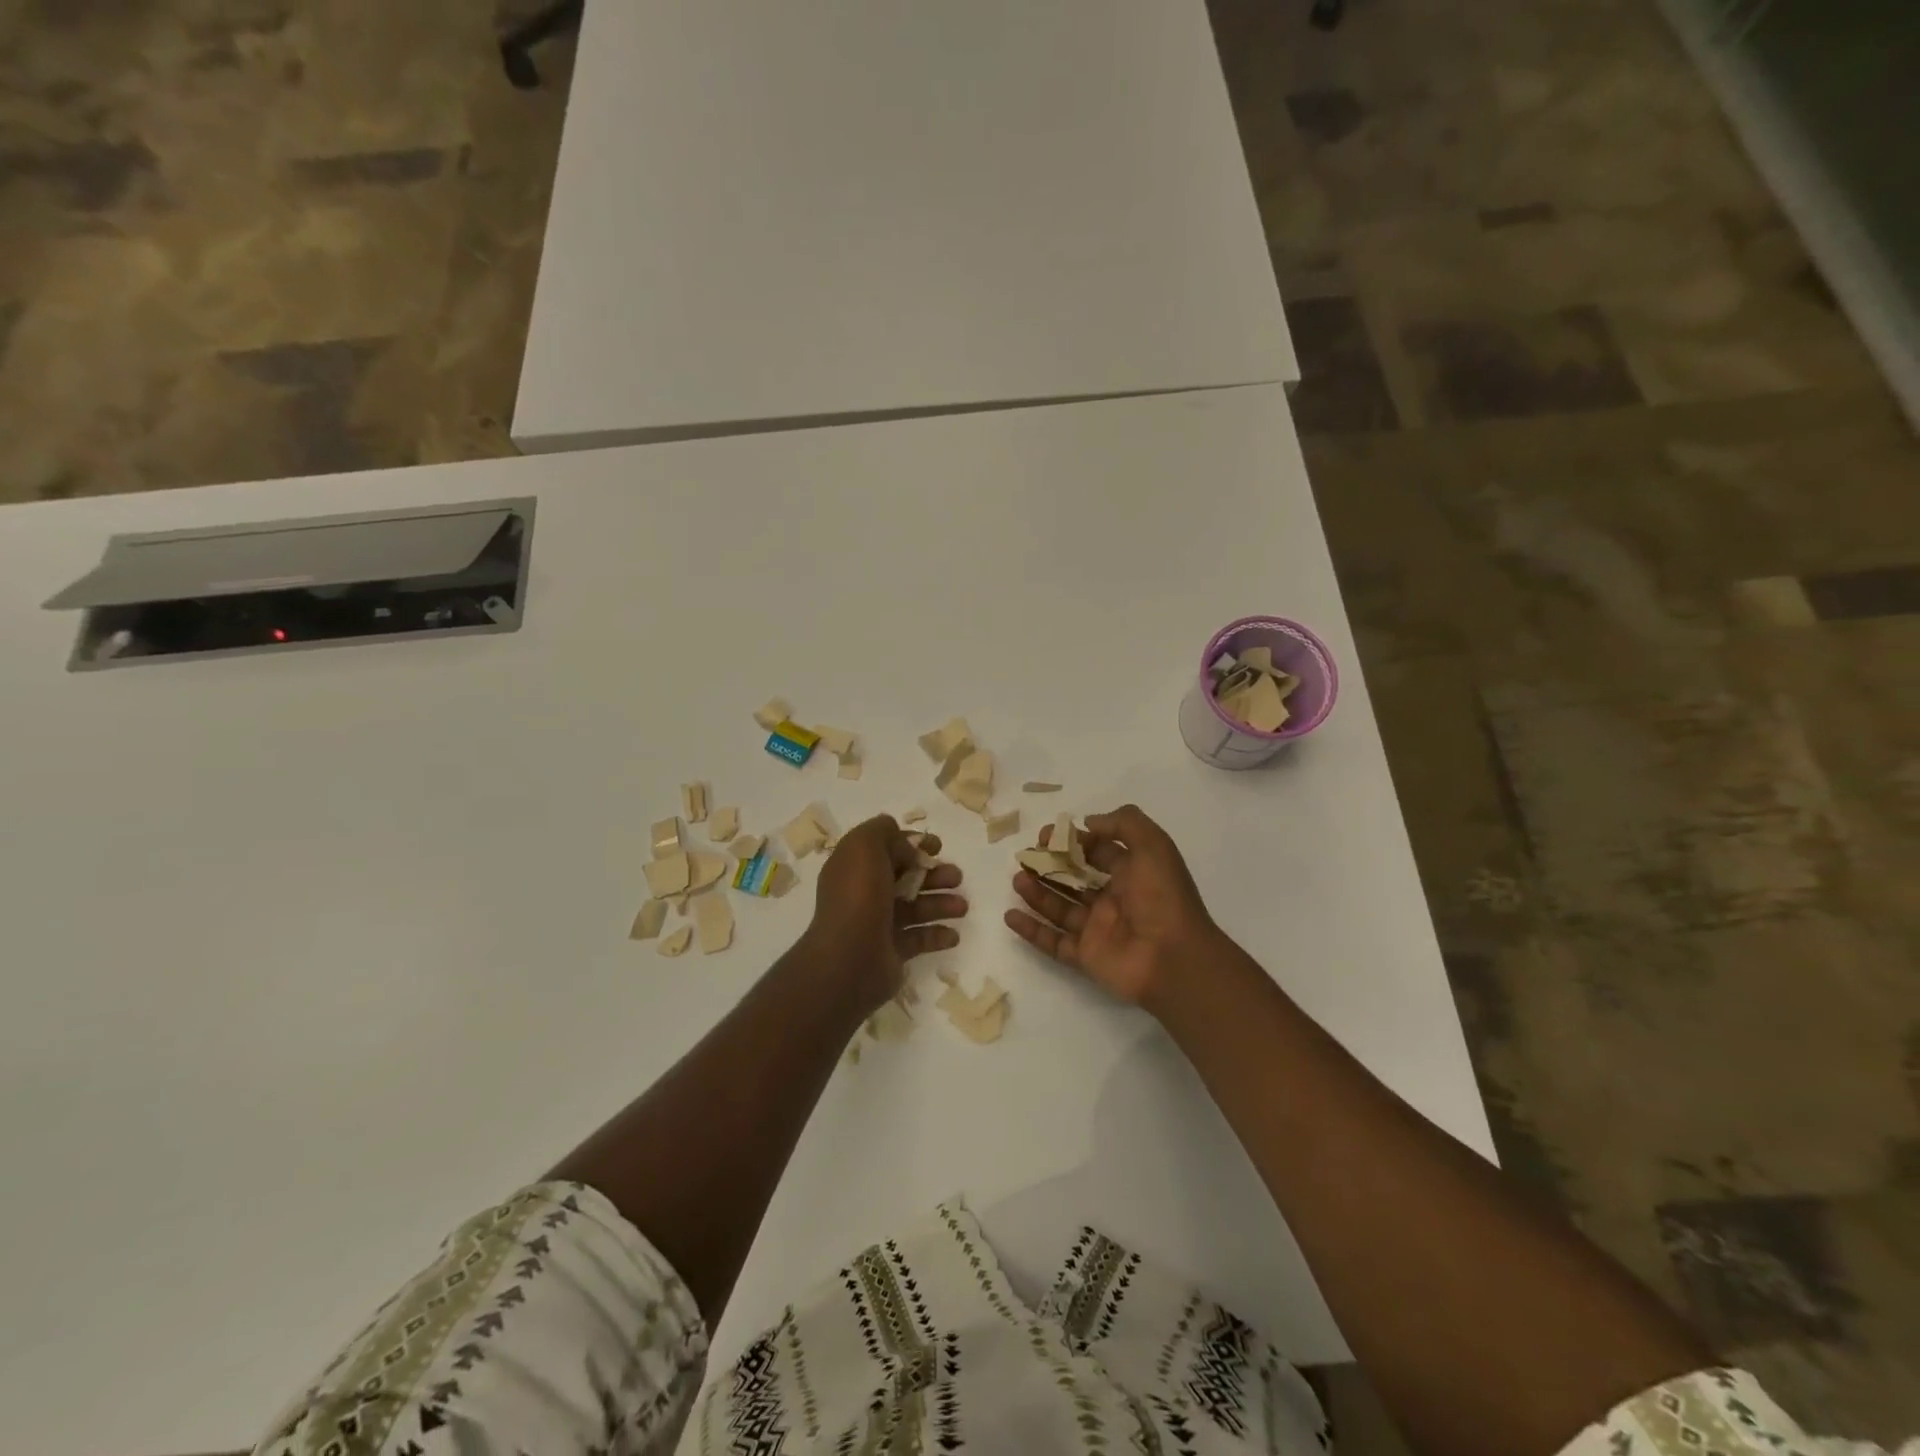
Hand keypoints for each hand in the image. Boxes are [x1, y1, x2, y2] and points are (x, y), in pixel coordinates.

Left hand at [806, 815, 966, 1012]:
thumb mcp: (865, 847)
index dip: (912, 843)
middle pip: (905, 877)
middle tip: (956, 877)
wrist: (848, 960)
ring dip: (941, 903)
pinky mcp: (891, 951)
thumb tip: (901, 839)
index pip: (886, 848)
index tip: (937, 846)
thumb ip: (883, 832)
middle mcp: (864, 892)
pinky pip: (919, 938)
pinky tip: (952, 935)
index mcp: (854, 866)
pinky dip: (937, 935)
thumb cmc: (859, 897)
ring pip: (916, 907)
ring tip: (962, 908)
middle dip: (934, 874)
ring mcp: (878, 923)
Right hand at [1005, 803, 1225, 1012]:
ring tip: (1017, 879)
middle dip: (1048, 866)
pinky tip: (1010, 916)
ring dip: (1037, 893)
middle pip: (1073, 878)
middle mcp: (1113, 899)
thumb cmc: (1163, 897)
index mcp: (1130, 873)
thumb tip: (1088, 822)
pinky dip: (1031, 930)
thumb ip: (1124, 823)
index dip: (1071, 841)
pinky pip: (1053, 942)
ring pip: (1060, 907)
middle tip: (1025, 857)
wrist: (1173, 958)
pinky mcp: (1085, 956)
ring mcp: (1097, 929)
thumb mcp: (1153, 846)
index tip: (1045, 836)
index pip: (1096, 851)